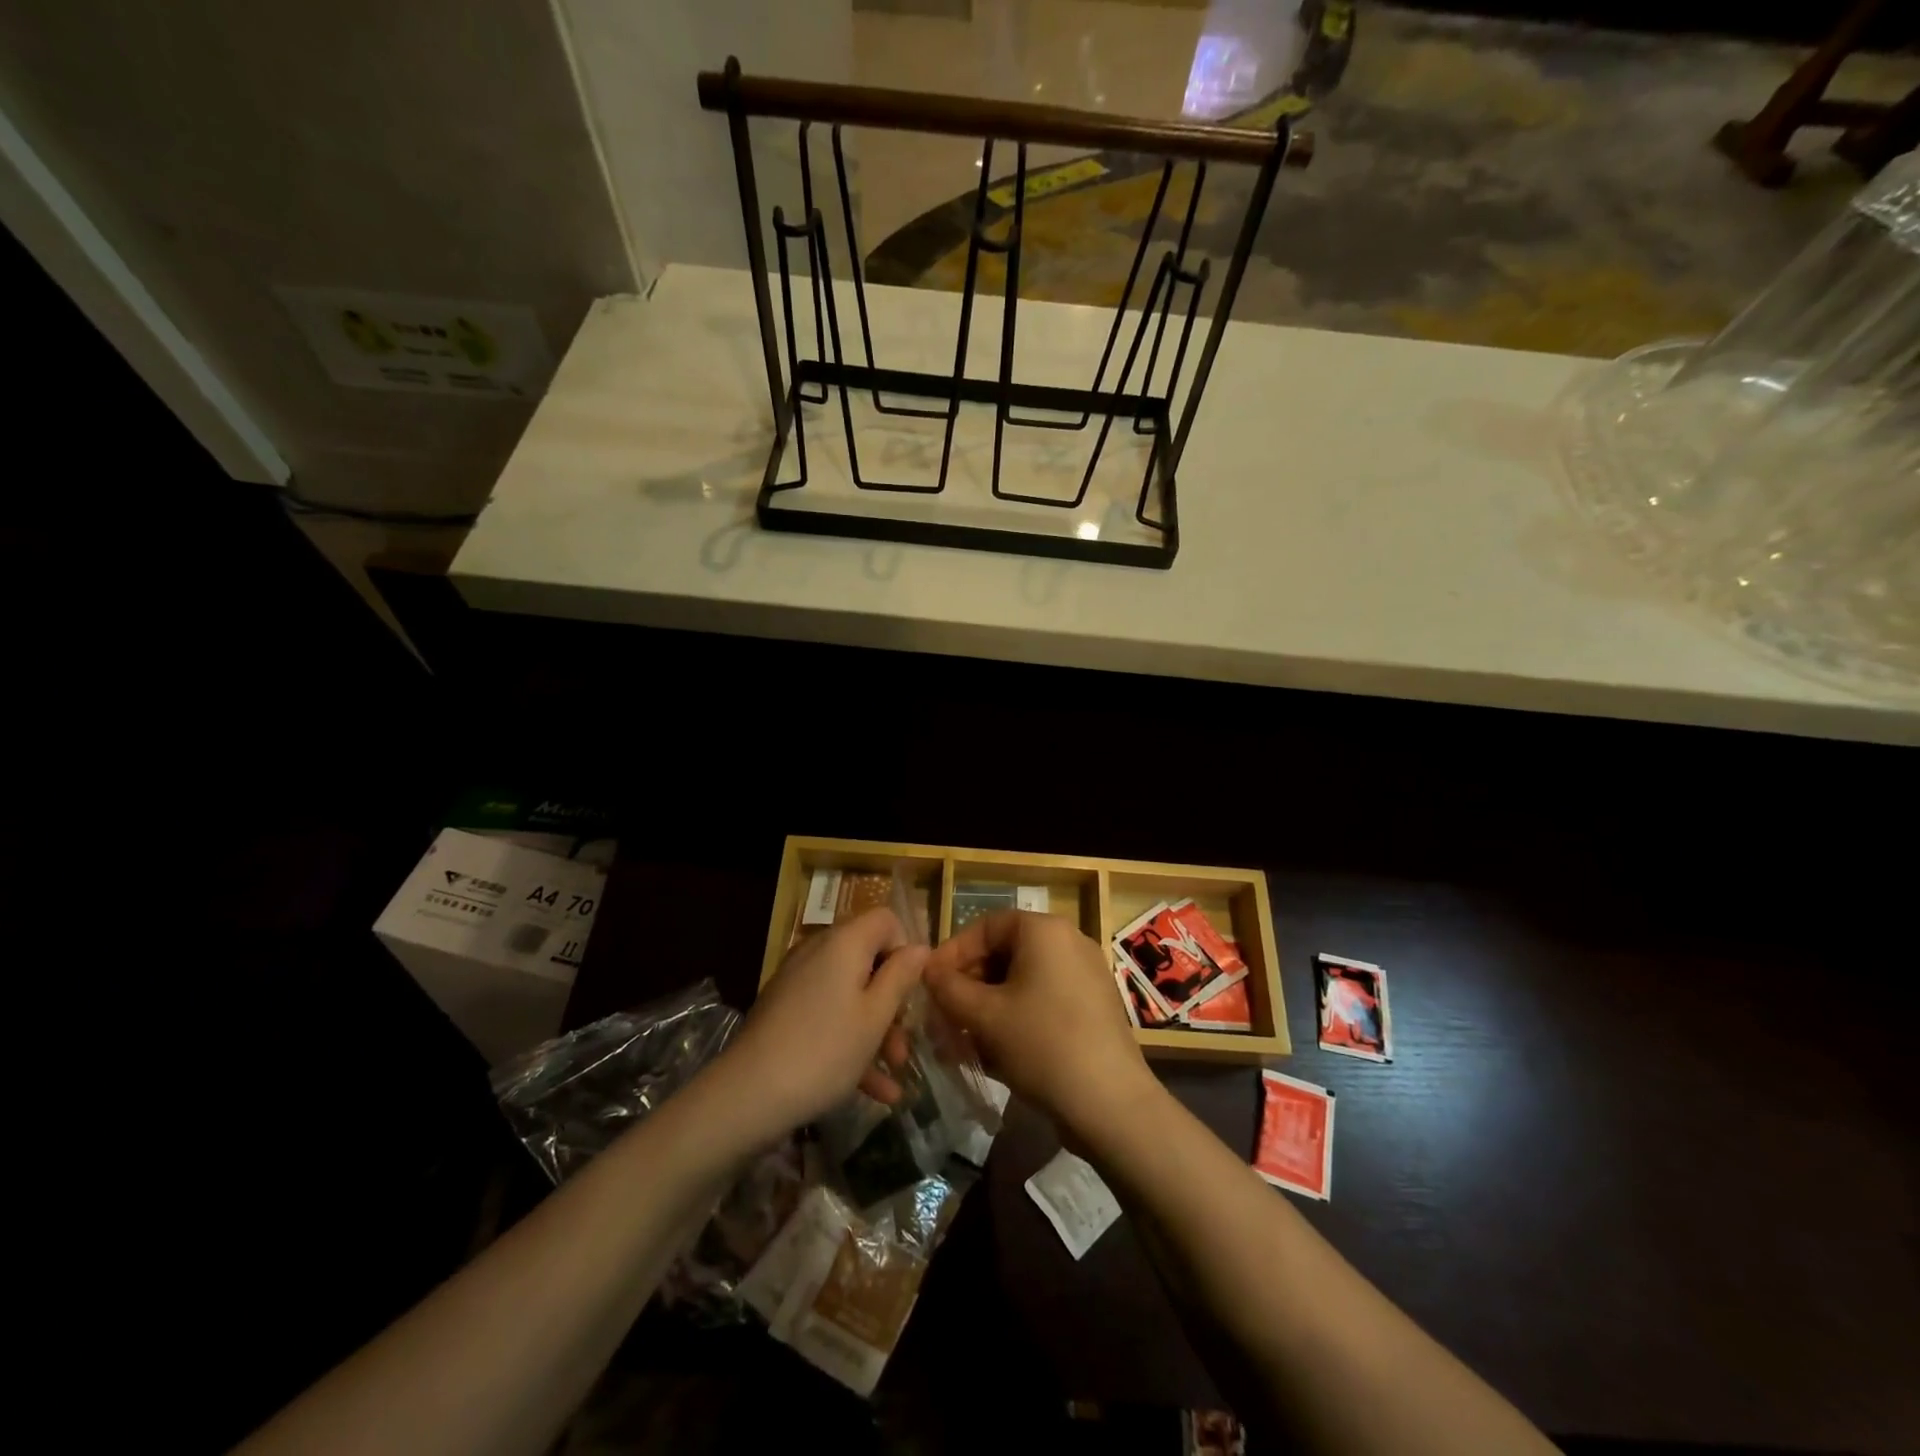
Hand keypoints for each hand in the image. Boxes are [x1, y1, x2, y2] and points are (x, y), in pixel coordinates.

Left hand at [720, 908, 925, 1136]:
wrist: (748, 1095)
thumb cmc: (825, 1050)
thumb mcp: (875, 1016)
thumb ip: (901, 977)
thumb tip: (920, 947)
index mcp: (845, 942)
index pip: (886, 920)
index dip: (905, 949)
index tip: (912, 990)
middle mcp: (819, 951)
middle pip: (869, 960)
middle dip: (892, 1001)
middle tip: (904, 1043)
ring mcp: (799, 981)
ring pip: (850, 993)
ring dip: (876, 1029)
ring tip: (894, 1073)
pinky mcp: (785, 1009)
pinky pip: (828, 1013)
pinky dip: (849, 1041)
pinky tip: (873, 1090)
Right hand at [924, 911, 1154, 1136]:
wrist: (1111, 1103)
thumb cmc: (1041, 1044)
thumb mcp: (984, 1016)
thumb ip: (948, 988)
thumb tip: (929, 972)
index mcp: (1044, 930)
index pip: (985, 926)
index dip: (952, 953)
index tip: (930, 985)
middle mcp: (1068, 942)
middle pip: (1004, 953)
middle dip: (969, 986)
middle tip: (943, 1018)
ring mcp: (1085, 975)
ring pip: (1022, 982)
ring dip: (987, 1008)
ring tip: (962, 1043)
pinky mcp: (1093, 1008)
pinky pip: (1043, 1001)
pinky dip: (1015, 1019)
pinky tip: (995, 1054)